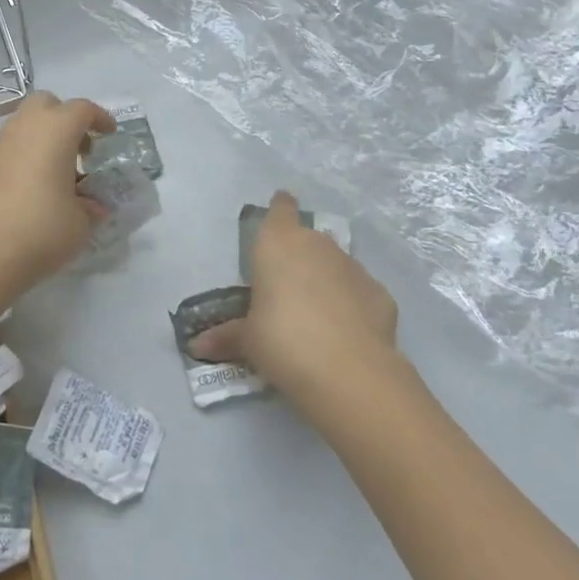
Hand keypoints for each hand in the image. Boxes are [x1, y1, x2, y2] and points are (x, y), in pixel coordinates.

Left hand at [0, 92, 113, 290]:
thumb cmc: (40, 227)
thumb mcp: (79, 223)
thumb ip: (88, 208)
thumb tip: (92, 207)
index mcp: (56, 129)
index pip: (82, 109)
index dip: (99, 118)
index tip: (110, 134)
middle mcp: (25, 127)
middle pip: (46, 104)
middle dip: (65, 118)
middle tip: (80, 147)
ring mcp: (0, 145)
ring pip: (25, 125)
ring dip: (44, 139)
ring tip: (60, 173)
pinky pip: (12, 148)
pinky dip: (27, 156)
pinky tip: (37, 188)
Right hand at [190, 190, 398, 395]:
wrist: (350, 372)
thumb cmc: (283, 340)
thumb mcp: (248, 340)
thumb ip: (226, 337)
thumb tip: (198, 347)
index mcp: (277, 244)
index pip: (280, 209)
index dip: (280, 208)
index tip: (280, 207)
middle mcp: (317, 245)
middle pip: (307, 239)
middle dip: (299, 257)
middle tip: (286, 286)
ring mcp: (353, 267)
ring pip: (335, 264)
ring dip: (326, 280)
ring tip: (316, 314)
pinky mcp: (380, 293)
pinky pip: (359, 292)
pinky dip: (352, 305)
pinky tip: (346, 333)